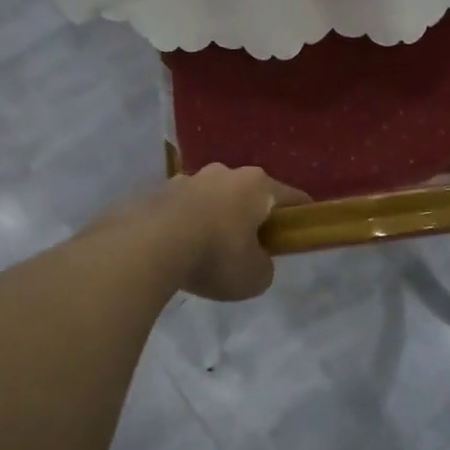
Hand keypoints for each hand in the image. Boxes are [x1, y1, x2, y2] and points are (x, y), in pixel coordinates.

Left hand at [129, 165, 308, 301]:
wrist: (147, 246)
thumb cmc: (215, 256)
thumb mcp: (254, 276)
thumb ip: (263, 265)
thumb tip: (254, 259)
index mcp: (256, 185)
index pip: (291, 196)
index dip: (301, 215)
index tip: (302, 231)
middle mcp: (224, 172)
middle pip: (247, 194)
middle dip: (250, 216)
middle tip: (248, 248)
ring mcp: (187, 178)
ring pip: (211, 198)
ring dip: (214, 218)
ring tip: (205, 251)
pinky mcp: (157, 191)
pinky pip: (181, 209)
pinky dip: (184, 225)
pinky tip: (177, 250)